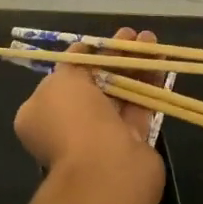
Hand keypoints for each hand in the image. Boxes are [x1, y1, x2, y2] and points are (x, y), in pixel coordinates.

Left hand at [14, 27, 165, 203]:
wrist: (105, 168)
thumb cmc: (73, 119)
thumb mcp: (60, 81)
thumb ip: (71, 65)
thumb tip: (80, 54)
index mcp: (42, 113)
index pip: (63, 78)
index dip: (83, 56)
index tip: (100, 41)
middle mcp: (70, 125)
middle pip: (95, 83)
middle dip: (113, 57)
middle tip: (132, 35)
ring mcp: (102, 135)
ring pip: (120, 92)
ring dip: (134, 65)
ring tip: (151, 40)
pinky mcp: (131, 142)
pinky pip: (140, 107)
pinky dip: (149, 84)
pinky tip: (160, 61)